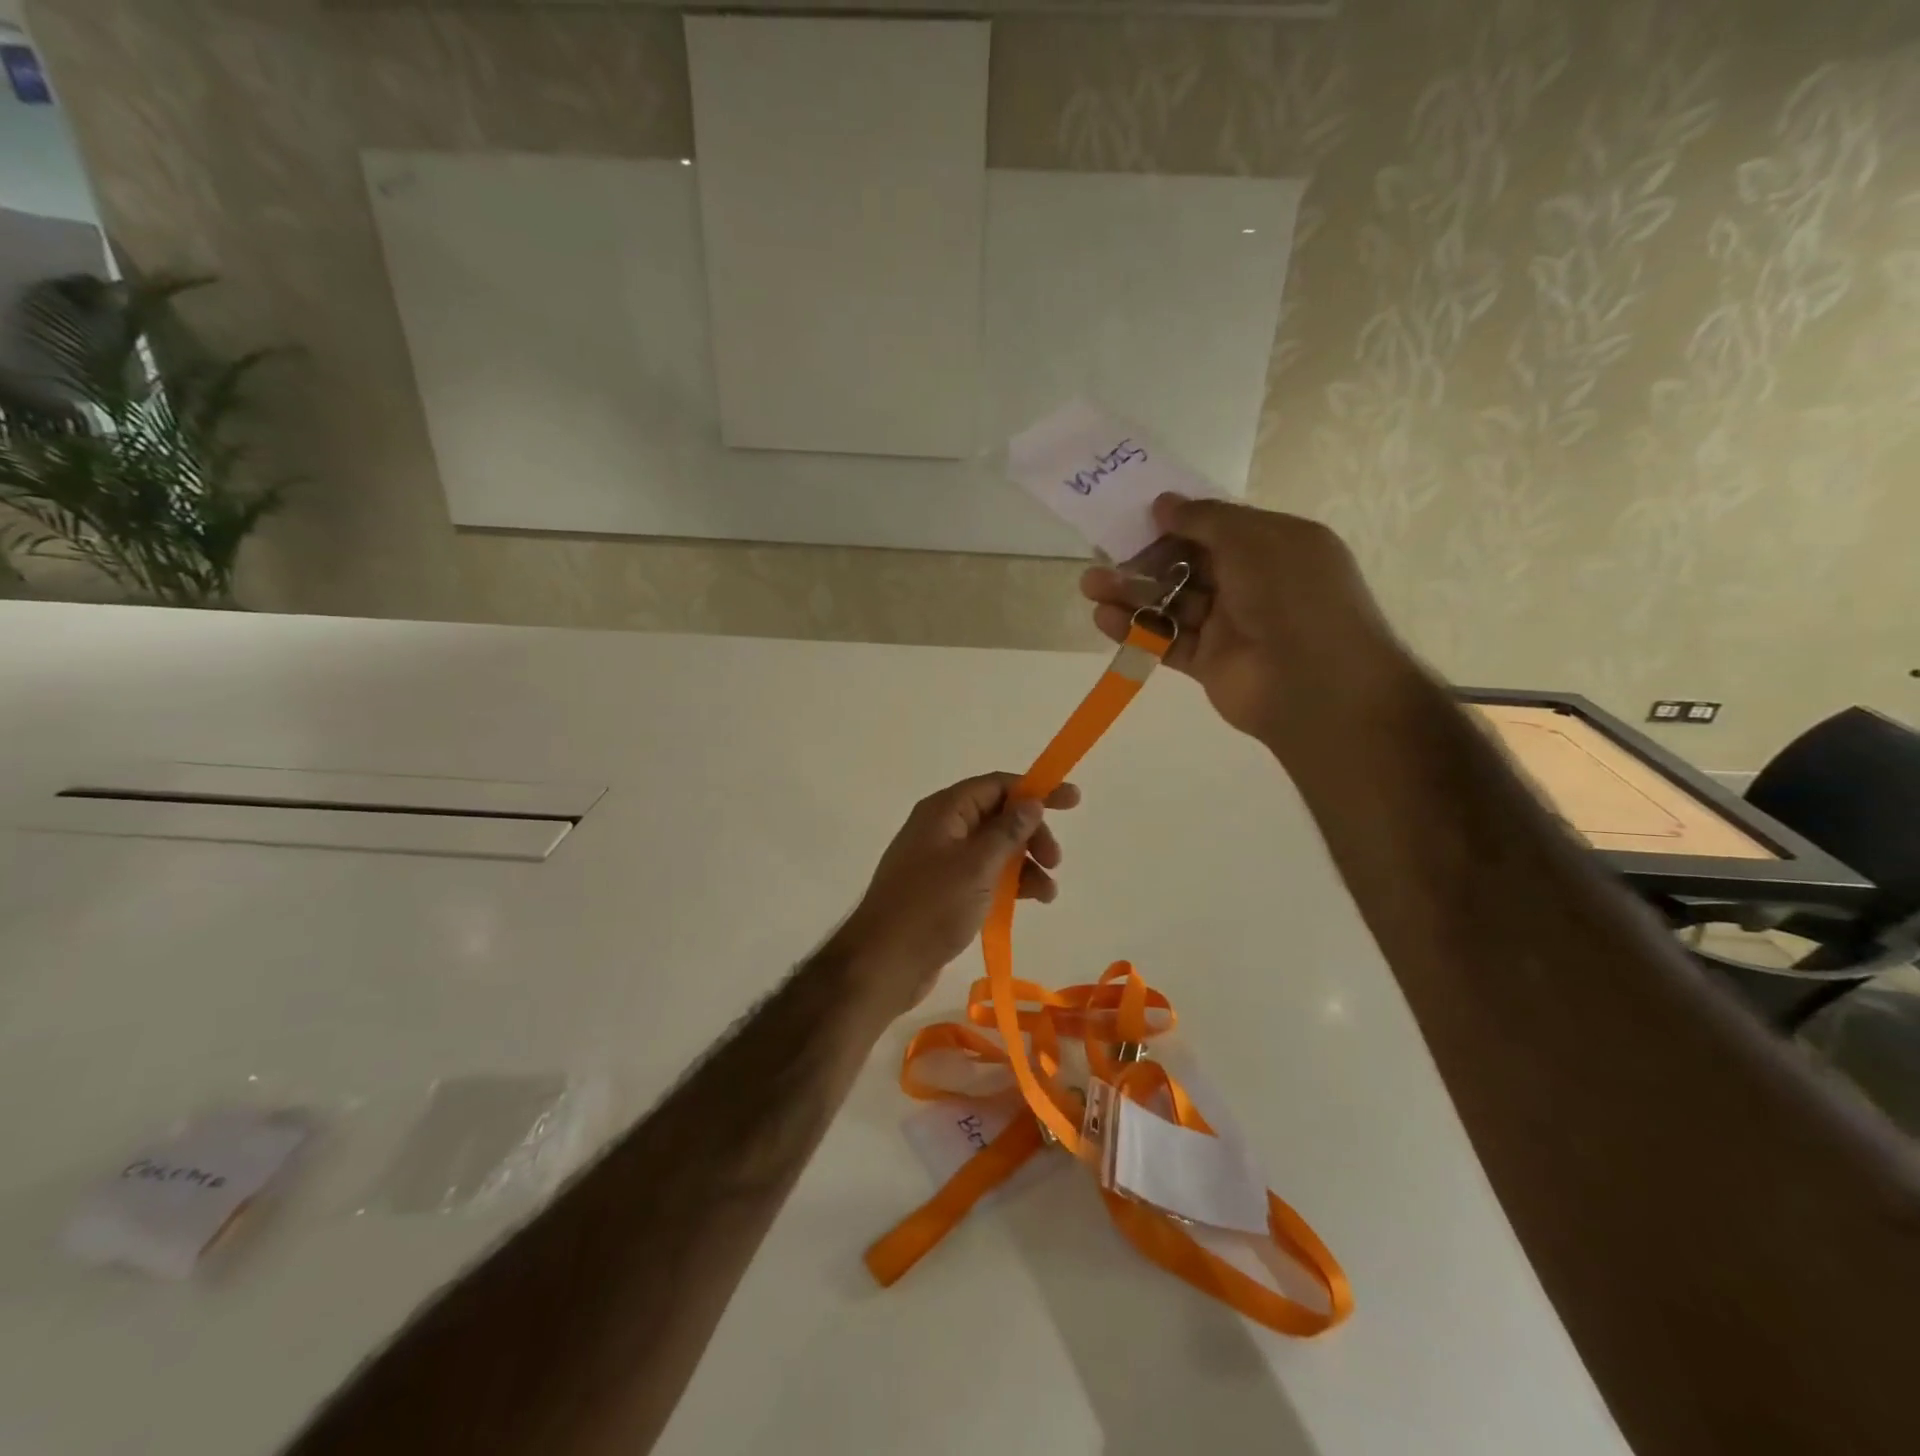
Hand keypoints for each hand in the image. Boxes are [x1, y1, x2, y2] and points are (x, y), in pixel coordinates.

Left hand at [833, 773, 1080, 1017]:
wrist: (884, 963)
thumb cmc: (931, 907)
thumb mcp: (977, 865)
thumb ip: (1008, 831)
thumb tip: (1031, 801)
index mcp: (945, 810)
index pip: (997, 785)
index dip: (1036, 790)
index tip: (1073, 801)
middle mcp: (942, 827)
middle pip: (998, 816)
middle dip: (1031, 834)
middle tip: (1055, 860)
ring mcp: (941, 859)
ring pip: (994, 848)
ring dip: (1025, 863)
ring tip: (1048, 893)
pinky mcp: (944, 890)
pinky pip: (984, 874)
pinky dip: (1009, 883)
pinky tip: (1031, 902)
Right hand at [1080, 494, 1411, 750]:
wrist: (1316, 685)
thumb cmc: (1293, 597)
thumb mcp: (1255, 540)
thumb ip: (1206, 519)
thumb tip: (1163, 503)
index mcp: (1273, 547)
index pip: (1217, 529)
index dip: (1177, 522)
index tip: (1136, 518)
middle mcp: (1252, 583)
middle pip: (1187, 565)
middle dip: (1145, 559)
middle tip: (1102, 554)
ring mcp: (1229, 625)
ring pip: (1172, 603)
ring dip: (1131, 593)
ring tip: (1090, 586)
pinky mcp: (1208, 662)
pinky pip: (1167, 639)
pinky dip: (1136, 629)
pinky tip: (1104, 618)